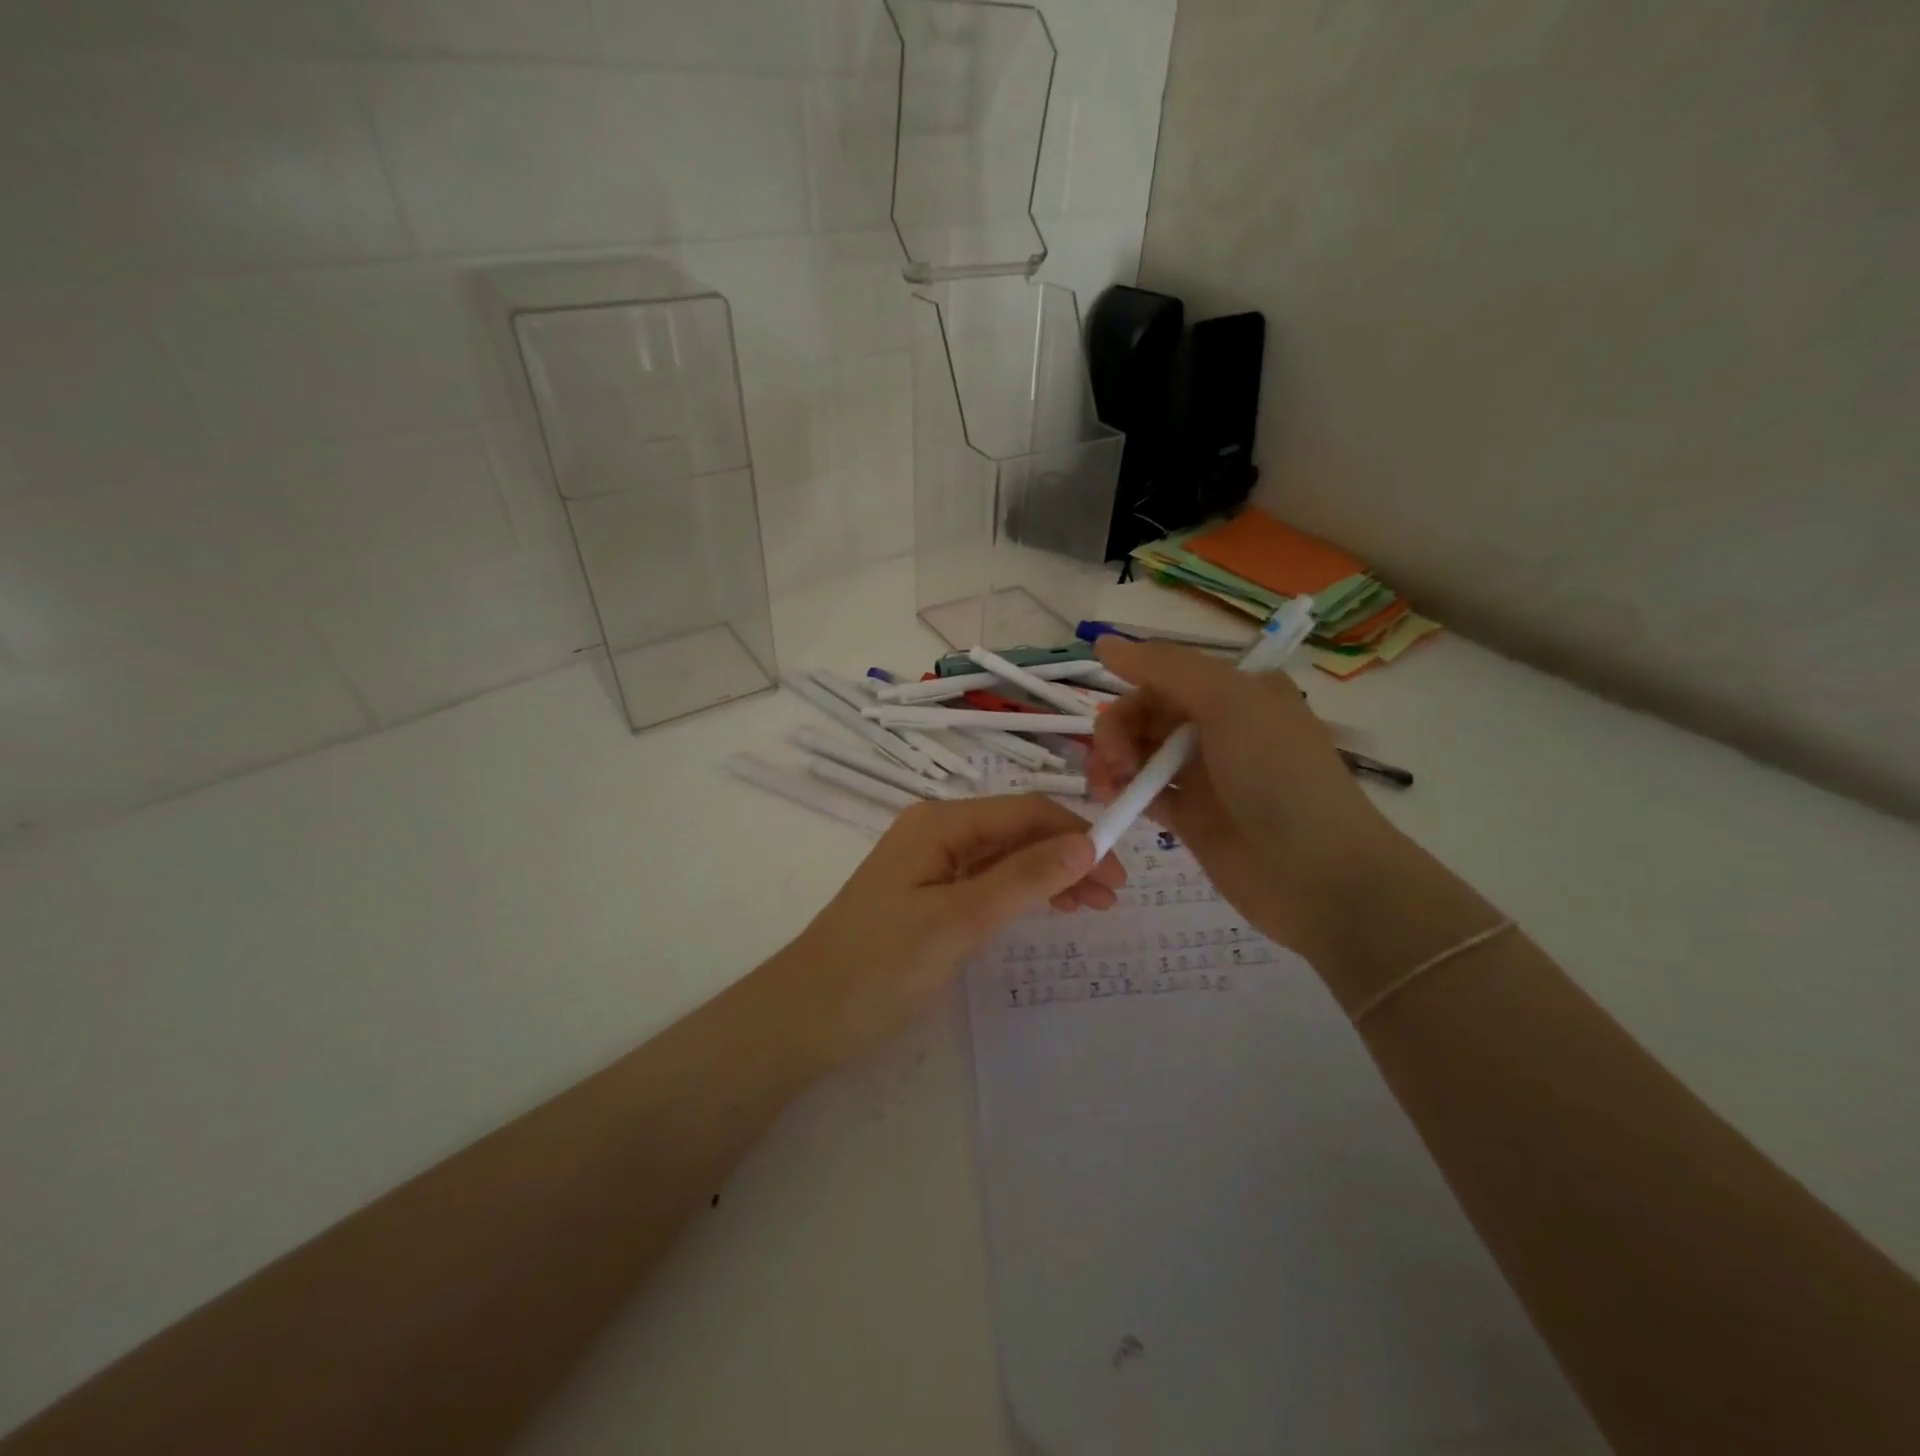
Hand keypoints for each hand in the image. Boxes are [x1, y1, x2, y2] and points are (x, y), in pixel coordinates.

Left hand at [776, 796, 1126, 1067]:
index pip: (1025, 812)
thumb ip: (1024, 878)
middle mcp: (936, 832)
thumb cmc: (881, 966)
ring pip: (1004, 858)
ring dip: (1049, 875)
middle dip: (1068, 856)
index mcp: (940, 823)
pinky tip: (1046, 908)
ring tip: (1091, 906)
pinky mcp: (925, 897)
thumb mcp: (960, 921)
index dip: (1077, 835)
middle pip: (1016, 832)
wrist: (804, 1017)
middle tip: (1112, 898)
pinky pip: (984, 882)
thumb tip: (1087, 843)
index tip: (1119, 874)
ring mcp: (929, 866)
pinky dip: (1021, 893)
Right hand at [1086, 637, 1399, 960]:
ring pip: (1140, 752)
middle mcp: (1220, 726)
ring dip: (1115, 760)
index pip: (1167, 675)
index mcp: (1237, 690)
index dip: (1133, 686)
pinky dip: (1125, 791)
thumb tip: (1104, 641)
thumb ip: (1165, 667)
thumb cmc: (1278, 774)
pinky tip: (1113, 799)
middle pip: (1147, 713)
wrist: (1315, 873)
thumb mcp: (1228, 701)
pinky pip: (1146, 792)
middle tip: (1113, 759)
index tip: (1108, 708)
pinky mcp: (1191, 816)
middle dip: (1119, 729)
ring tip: (1106, 784)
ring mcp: (1205, 773)